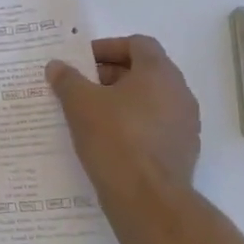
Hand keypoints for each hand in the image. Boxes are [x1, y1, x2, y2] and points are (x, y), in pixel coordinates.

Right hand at [45, 35, 200, 208]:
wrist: (148, 200)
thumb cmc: (114, 139)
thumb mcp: (79, 104)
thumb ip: (67, 79)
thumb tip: (57, 66)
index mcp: (159, 73)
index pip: (137, 44)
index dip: (108, 47)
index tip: (82, 62)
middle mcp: (179, 93)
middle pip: (144, 70)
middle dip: (109, 75)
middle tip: (80, 87)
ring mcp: (185, 124)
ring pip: (149, 100)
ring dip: (121, 101)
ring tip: (89, 115)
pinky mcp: (183, 151)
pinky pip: (154, 126)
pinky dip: (132, 125)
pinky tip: (107, 140)